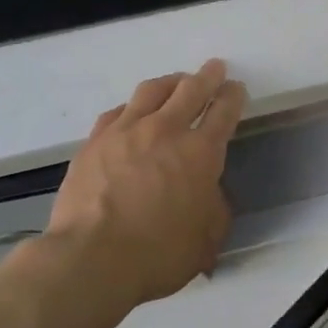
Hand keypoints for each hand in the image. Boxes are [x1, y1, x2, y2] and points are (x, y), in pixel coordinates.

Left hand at [40, 60, 246, 314]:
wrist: (92, 259)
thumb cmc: (159, 254)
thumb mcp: (208, 238)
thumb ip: (214, 207)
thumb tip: (207, 192)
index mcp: (201, 152)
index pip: (223, 111)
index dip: (233, 96)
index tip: (236, 88)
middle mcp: (165, 131)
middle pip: (190, 90)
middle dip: (206, 76)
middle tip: (213, 68)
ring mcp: (125, 132)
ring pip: (151, 91)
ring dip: (169, 82)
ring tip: (175, 82)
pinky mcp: (94, 142)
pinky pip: (117, 112)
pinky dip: (132, 107)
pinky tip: (132, 112)